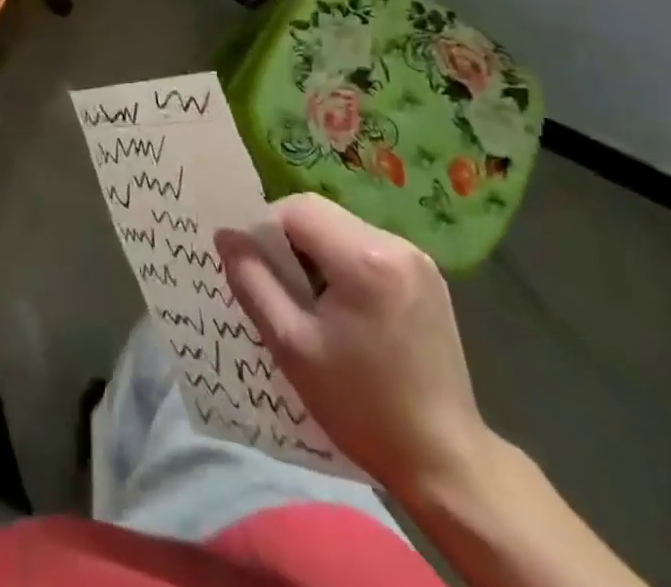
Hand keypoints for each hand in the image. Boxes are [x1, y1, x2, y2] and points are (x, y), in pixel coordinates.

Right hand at [215, 195, 489, 501]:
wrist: (445, 461)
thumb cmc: (361, 406)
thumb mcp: (291, 346)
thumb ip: (252, 281)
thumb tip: (225, 234)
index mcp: (365, 259)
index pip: (295, 209)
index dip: (265, 231)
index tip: (257, 272)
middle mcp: (395, 244)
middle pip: (319, 213)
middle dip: (288, 240)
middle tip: (279, 287)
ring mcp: (417, 258)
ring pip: (340, 227)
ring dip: (314, 250)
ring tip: (309, 301)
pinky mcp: (427, 275)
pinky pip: (365, 245)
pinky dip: (341, 262)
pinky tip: (343, 307)